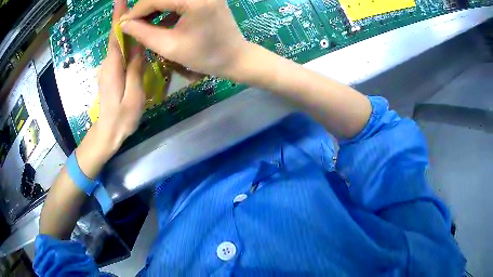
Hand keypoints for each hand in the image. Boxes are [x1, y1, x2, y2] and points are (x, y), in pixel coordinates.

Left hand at [96, 0, 145, 153]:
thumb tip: (139, 46)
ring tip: (143, 20)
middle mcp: (107, 63)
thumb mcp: (134, 95)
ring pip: (118, 45)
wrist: (107, 134)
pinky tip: (137, 42)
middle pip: (116, 37)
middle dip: (125, 18)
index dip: (117, 16)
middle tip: (140, 6)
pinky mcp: (109, 73)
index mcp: (112, 66)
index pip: (114, 35)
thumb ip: (136, 69)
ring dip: (128, 31)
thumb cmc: (121, 119)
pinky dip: (127, 44)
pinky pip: (119, 54)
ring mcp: (106, 68)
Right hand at [119, 0, 247, 78]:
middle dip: (145, 8)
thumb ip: (143, 33)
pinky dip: (167, 8)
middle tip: (133, 25)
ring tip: (144, 25)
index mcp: (194, 0)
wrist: (235, 57)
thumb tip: (124, 24)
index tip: (122, 24)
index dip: (136, 11)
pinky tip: (161, 21)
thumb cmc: (205, 56)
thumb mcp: (169, 47)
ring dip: (155, 8)